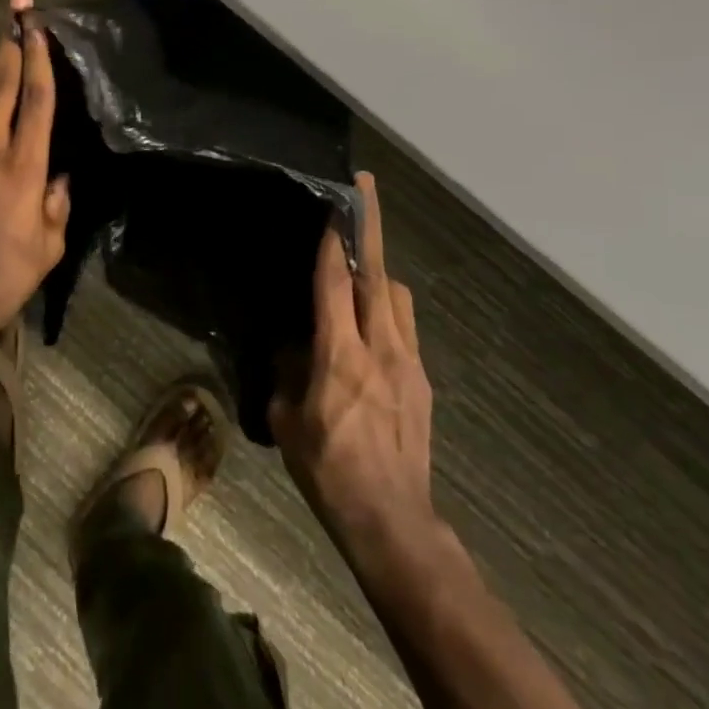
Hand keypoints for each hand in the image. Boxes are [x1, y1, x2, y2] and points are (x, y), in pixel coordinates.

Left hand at [0, 0, 71, 342]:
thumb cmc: (6, 275)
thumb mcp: (50, 245)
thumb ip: (57, 203)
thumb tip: (56, 177)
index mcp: (22, 166)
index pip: (35, 99)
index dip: (38, 57)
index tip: (36, 24)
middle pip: (0, 85)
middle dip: (9, 45)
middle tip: (15, 11)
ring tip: (10, 112)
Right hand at [271, 172, 443, 569]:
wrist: (392, 519)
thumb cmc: (329, 470)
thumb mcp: (288, 421)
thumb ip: (286, 373)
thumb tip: (291, 346)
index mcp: (340, 356)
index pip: (336, 282)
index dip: (334, 239)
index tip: (335, 201)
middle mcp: (380, 347)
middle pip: (377, 273)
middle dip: (369, 226)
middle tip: (365, 188)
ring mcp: (408, 361)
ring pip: (396, 295)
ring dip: (378, 270)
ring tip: (358, 262)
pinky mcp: (421, 379)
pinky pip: (405, 325)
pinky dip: (386, 307)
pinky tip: (370, 322)